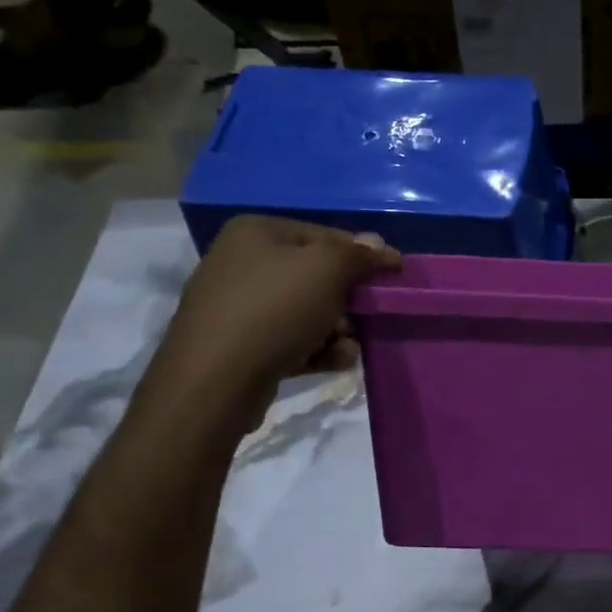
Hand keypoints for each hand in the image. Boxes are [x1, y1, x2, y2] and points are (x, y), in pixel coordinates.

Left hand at [144, 216, 401, 430]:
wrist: (217, 379)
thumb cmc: (275, 309)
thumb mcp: (326, 269)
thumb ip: (357, 254)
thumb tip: (379, 244)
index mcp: (256, 233)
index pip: (324, 234)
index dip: (362, 254)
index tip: (393, 274)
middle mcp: (242, 263)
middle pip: (315, 276)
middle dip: (346, 300)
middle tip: (366, 316)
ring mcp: (238, 307)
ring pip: (306, 312)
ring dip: (336, 330)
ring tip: (347, 348)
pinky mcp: (241, 346)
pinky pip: (291, 341)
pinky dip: (316, 350)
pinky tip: (336, 362)